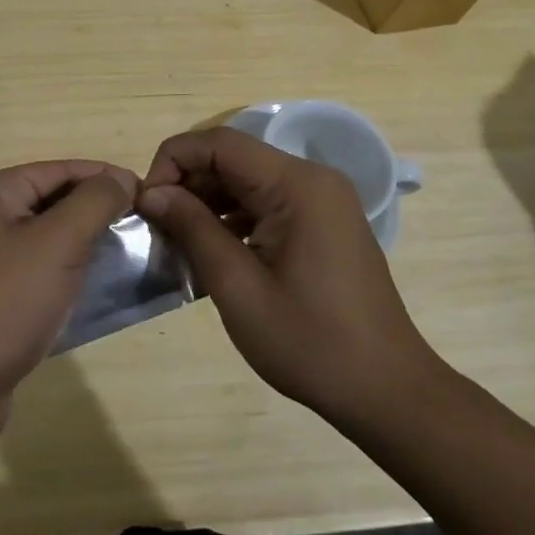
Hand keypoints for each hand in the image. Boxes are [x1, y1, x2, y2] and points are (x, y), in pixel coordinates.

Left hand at [0, 161, 136, 451]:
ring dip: (85, 247)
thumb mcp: (57, 243)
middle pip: (52, 202)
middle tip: (145, 230)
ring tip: (130, 259)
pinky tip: (95, 292)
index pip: (60, 170)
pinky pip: (36, 274)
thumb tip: (121, 177)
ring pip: (46, 240)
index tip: (150, 196)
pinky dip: (65, 277)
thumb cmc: (3, 303)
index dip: (106, 178)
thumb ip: (94, 202)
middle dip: (97, 213)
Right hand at [138, 127, 438, 428]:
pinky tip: (212, 252)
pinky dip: (234, 219)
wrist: (387, 391)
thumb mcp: (237, 286)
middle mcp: (312, 179)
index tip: (147, 204)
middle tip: (157, 227)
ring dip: (208, 203)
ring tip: (177, 242)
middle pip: (233, 158)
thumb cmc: (310, 342)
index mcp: (296, 185)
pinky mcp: (323, 223)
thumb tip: (151, 193)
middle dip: (187, 184)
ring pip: (247, 181)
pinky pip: (266, 203)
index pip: (219, 143)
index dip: (173, 162)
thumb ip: (192, 228)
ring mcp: (321, 201)